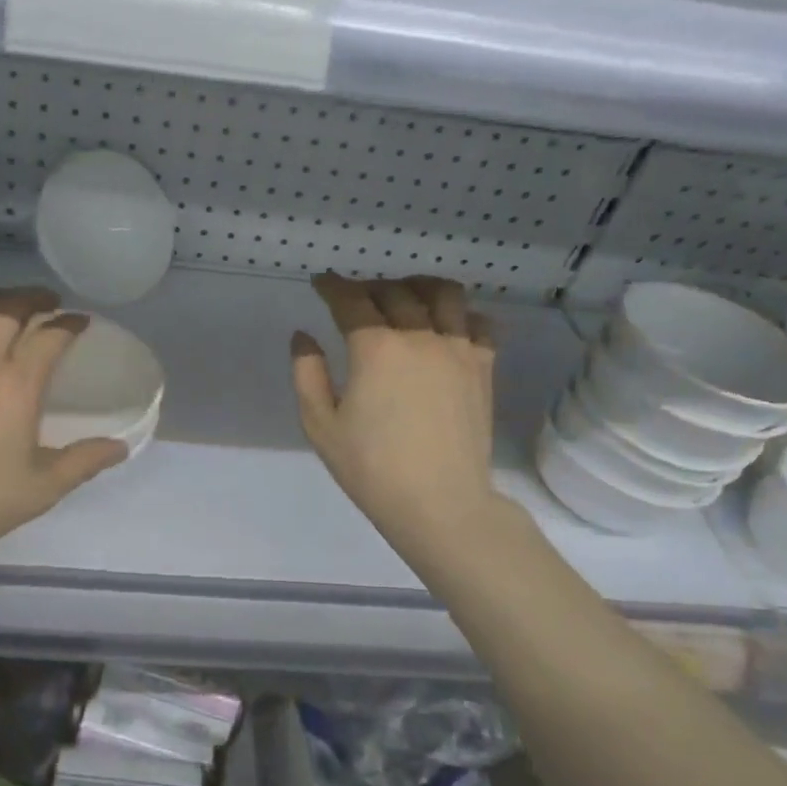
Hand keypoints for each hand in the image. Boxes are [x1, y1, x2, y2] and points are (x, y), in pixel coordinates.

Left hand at [0, 287, 127, 572]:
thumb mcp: (41, 488)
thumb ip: (83, 461)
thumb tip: (120, 447)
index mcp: (16, 384)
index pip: (49, 335)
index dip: (69, 323)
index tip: (80, 321)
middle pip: (7, 308)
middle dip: (32, 298)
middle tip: (46, 302)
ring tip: (4, 309)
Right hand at [291, 274, 506, 561]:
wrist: (440, 504)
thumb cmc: (371, 468)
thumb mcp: (320, 425)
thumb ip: (307, 374)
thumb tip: (303, 336)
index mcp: (375, 348)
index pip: (351, 300)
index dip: (332, 286)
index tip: (321, 281)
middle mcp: (419, 336)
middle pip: (395, 291)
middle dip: (369, 286)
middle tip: (354, 296)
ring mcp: (458, 349)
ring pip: (444, 294)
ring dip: (418, 286)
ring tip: (405, 294)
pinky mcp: (483, 367)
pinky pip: (479, 323)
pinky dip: (461, 313)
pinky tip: (448, 324)